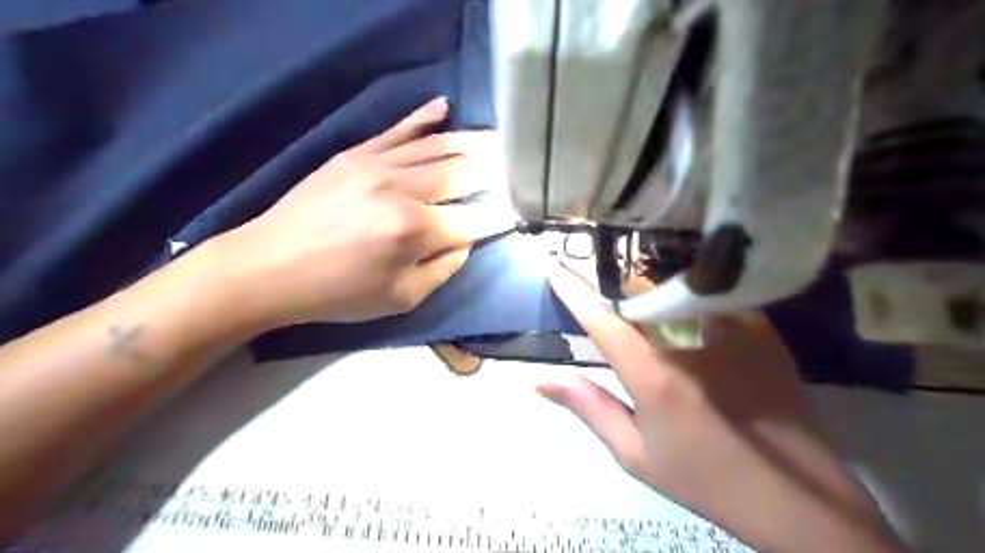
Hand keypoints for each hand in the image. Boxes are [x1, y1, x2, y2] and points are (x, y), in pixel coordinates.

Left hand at [211, 96, 512, 327]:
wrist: (268, 267)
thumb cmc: (338, 293)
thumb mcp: (401, 298)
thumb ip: (444, 268)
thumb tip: (466, 239)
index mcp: (415, 231)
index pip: (475, 218)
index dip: (500, 216)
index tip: (517, 212)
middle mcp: (403, 190)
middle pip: (462, 172)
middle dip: (495, 171)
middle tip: (515, 169)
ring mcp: (377, 164)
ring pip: (438, 145)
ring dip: (473, 143)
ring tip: (498, 141)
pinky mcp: (355, 153)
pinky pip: (398, 129)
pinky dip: (424, 117)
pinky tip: (445, 107)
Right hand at [542, 262, 901, 552]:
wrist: (798, 501)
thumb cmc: (706, 480)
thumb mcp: (636, 455)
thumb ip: (589, 409)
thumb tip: (542, 381)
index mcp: (655, 375)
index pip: (604, 321)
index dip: (575, 293)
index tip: (557, 269)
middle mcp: (691, 343)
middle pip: (641, 296)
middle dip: (619, 295)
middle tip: (613, 309)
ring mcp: (733, 331)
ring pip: (676, 293)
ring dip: (654, 298)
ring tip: (651, 314)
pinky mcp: (763, 332)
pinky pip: (713, 300)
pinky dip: (691, 304)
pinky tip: (694, 324)